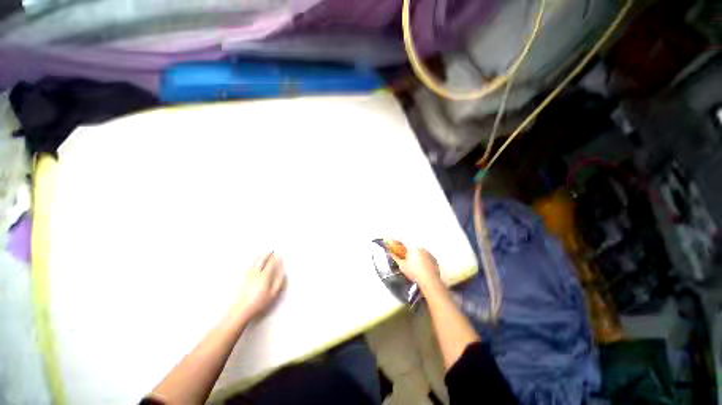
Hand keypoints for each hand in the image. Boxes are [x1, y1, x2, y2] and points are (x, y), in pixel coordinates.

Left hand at [234, 252, 286, 318]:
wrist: (241, 311)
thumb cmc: (259, 303)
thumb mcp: (273, 294)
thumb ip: (279, 282)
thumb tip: (283, 272)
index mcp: (264, 276)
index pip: (271, 264)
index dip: (276, 258)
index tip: (280, 254)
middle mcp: (256, 273)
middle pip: (262, 261)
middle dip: (267, 255)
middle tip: (271, 250)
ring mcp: (248, 276)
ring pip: (254, 263)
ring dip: (259, 257)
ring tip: (262, 253)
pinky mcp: (243, 280)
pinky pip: (249, 267)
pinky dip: (252, 262)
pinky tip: (252, 263)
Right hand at [393, 247, 441, 287]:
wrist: (428, 280)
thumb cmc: (415, 272)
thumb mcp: (402, 266)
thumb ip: (396, 258)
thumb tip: (392, 255)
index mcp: (413, 248)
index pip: (406, 247)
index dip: (403, 252)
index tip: (402, 256)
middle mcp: (421, 249)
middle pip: (414, 250)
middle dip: (411, 256)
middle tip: (409, 264)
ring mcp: (429, 254)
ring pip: (421, 255)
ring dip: (419, 259)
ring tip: (416, 269)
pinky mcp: (434, 260)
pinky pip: (428, 259)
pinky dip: (425, 263)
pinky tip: (423, 270)